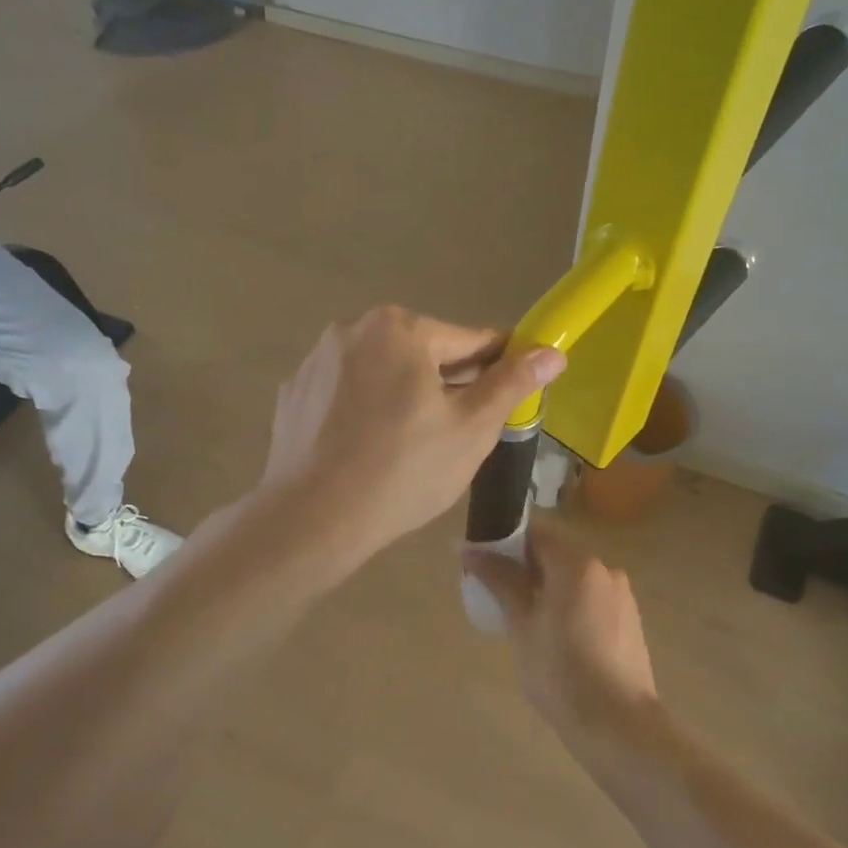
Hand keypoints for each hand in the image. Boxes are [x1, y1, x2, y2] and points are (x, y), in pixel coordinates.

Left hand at [261, 306, 565, 564]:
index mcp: (401, 328)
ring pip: (383, 370)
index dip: (500, 365)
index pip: (471, 340)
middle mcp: (353, 329)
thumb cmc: (404, 470)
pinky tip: (370, 447)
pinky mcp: (294, 392)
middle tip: (463, 430)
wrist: (312, 519)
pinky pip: (348, 392)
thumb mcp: (472, 428)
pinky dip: (366, 408)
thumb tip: (552, 352)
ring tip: (414, 443)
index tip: (515, 387)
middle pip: (423, 352)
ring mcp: (317, 360)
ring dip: (405, 393)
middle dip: (449, 383)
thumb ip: (512, 383)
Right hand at [463, 516, 659, 748]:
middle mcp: (603, 569)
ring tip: (522, 615)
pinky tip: (554, 633)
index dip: (505, 540)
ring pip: (574, 577)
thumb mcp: (521, 625)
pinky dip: (568, 602)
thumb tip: (467, 548)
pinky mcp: (628, 619)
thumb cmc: (561, 673)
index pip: (535, 532)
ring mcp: (620, 594)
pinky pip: (590, 597)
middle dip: (524, 565)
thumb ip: (499, 580)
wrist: (619, 725)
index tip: (481, 558)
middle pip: (556, 553)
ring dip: (546, 585)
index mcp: (577, 564)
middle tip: (495, 590)